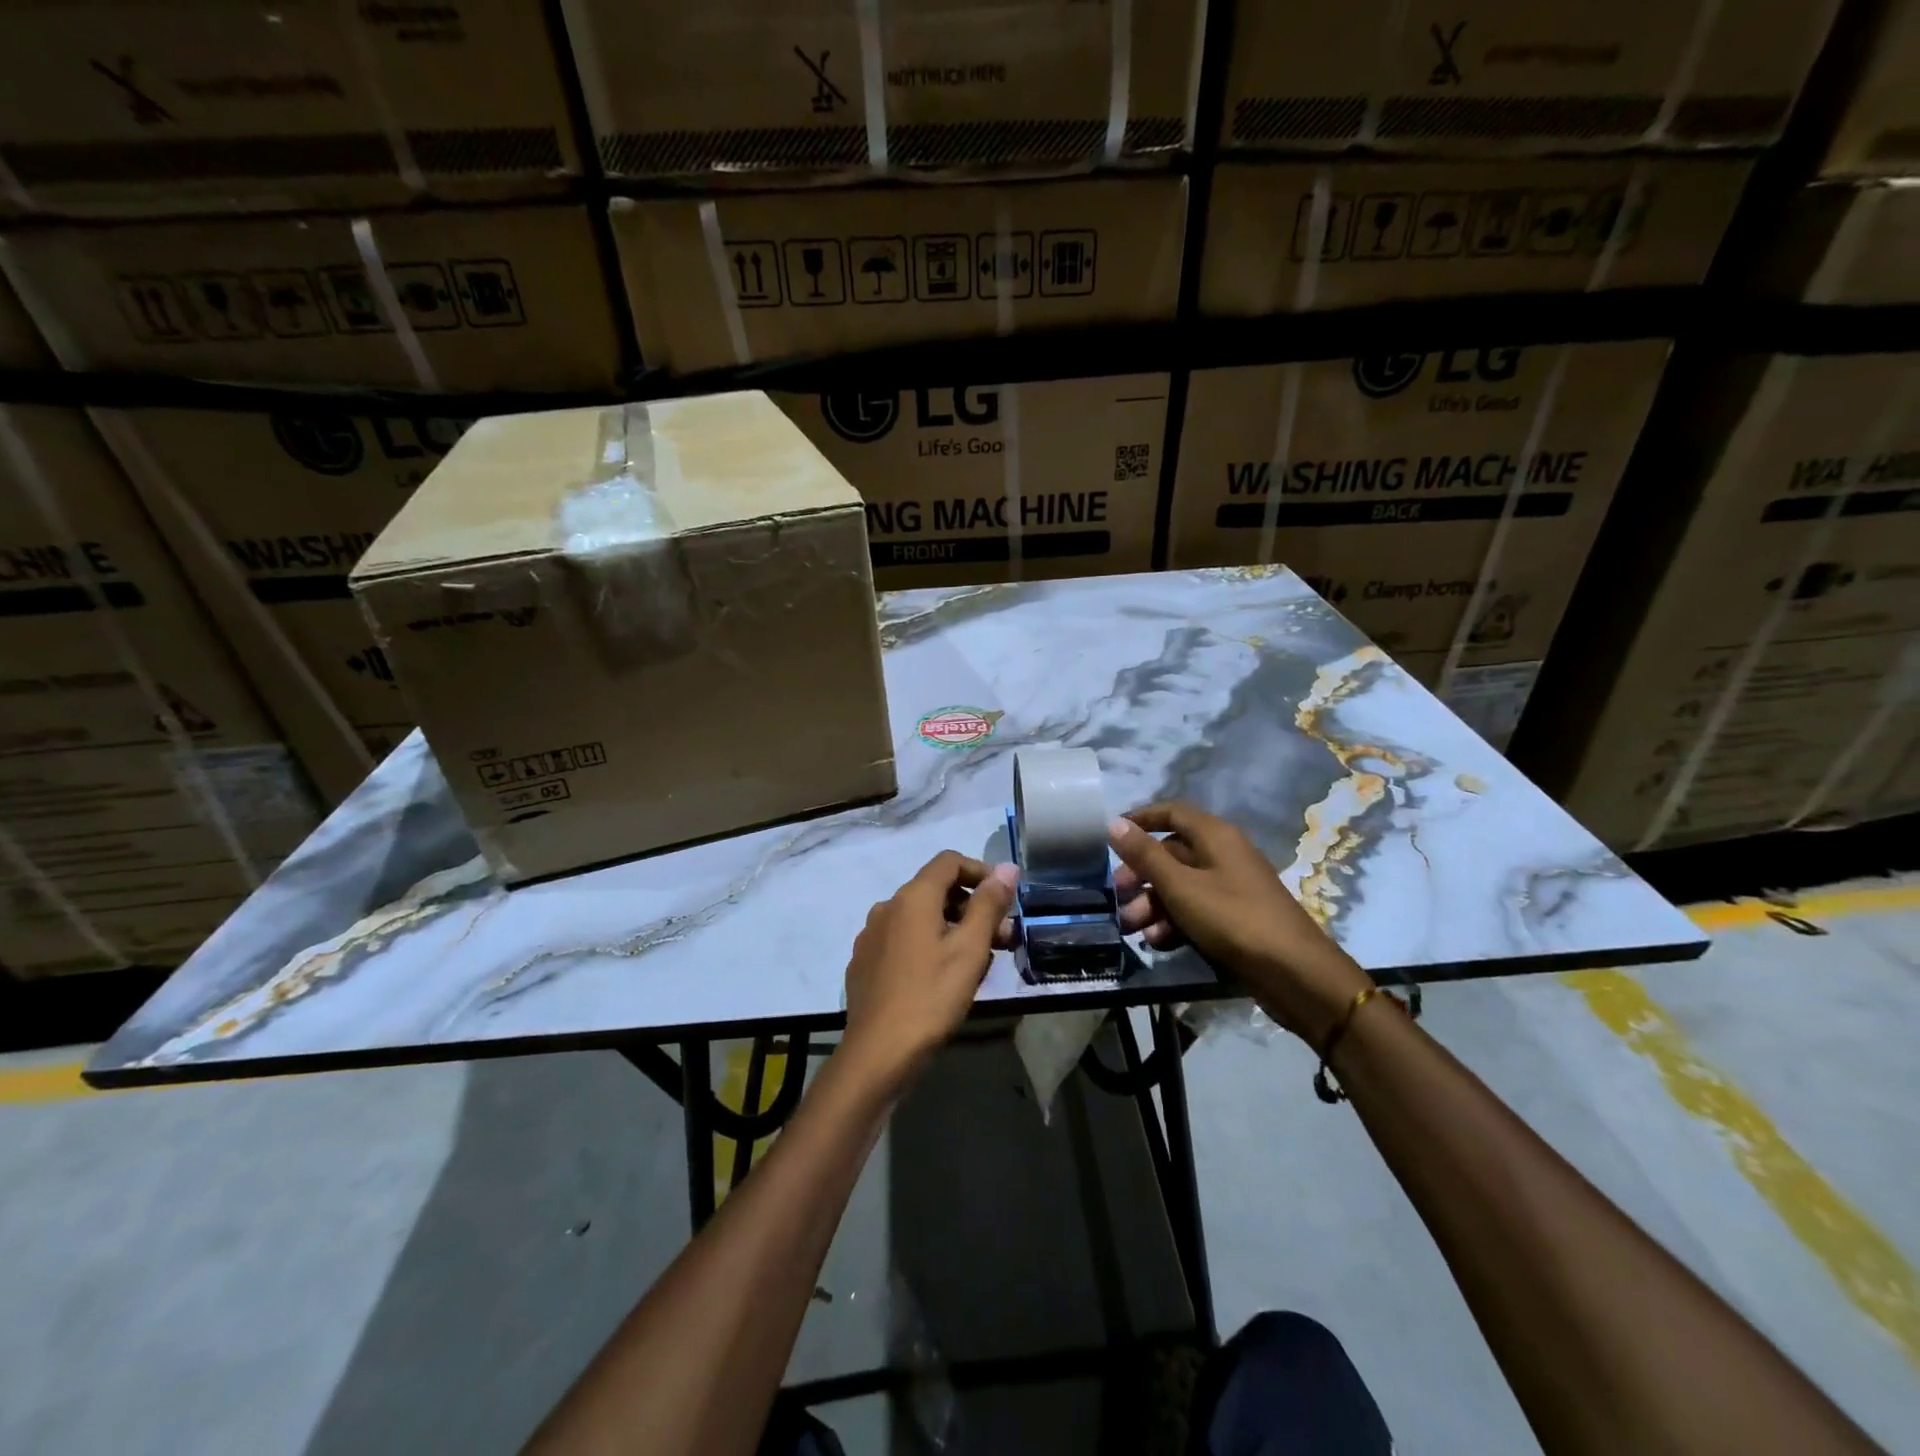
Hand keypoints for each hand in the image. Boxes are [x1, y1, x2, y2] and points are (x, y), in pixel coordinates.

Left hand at [841, 852, 1018, 1089]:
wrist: (877, 1053)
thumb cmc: (931, 996)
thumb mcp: (970, 949)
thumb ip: (989, 904)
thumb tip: (1006, 867)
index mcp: (912, 897)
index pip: (948, 861)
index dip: (980, 872)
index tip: (1004, 899)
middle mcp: (887, 907)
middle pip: (935, 890)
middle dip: (972, 907)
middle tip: (1002, 939)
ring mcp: (871, 936)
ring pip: (919, 918)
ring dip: (952, 929)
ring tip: (978, 962)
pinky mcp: (864, 963)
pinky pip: (903, 940)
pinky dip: (928, 945)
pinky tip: (942, 978)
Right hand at [1110, 802, 1370, 1046]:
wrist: (1294, 973)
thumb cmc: (1232, 918)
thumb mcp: (1181, 886)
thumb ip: (1146, 855)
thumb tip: (1115, 823)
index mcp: (1215, 836)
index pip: (1171, 812)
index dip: (1140, 820)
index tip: (1111, 837)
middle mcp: (1223, 855)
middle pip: (1171, 854)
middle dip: (1141, 876)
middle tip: (1118, 897)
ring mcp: (1230, 888)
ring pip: (1180, 886)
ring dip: (1152, 905)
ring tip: (1133, 928)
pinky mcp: (1234, 918)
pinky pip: (1196, 910)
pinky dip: (1174, 922)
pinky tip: (1159, 943)